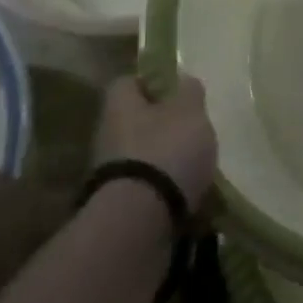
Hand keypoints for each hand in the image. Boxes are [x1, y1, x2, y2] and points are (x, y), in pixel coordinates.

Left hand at [93, 74, 217, 213]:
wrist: (138, 222)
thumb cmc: (165, 151)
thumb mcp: (189, 112)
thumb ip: (189, 93)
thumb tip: (184, 81)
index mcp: (119, 105)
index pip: (128, 82)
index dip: (151, 82)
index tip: (175, 89)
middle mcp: (107, 134)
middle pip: (134, 121)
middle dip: (160, 124)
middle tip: (191, 128)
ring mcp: (109, 172)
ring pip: (139, 154)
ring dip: (163, 158)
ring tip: (195, 164)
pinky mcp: (118, 204)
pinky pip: (145, 186)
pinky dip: (163, 187)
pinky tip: (187, 193)